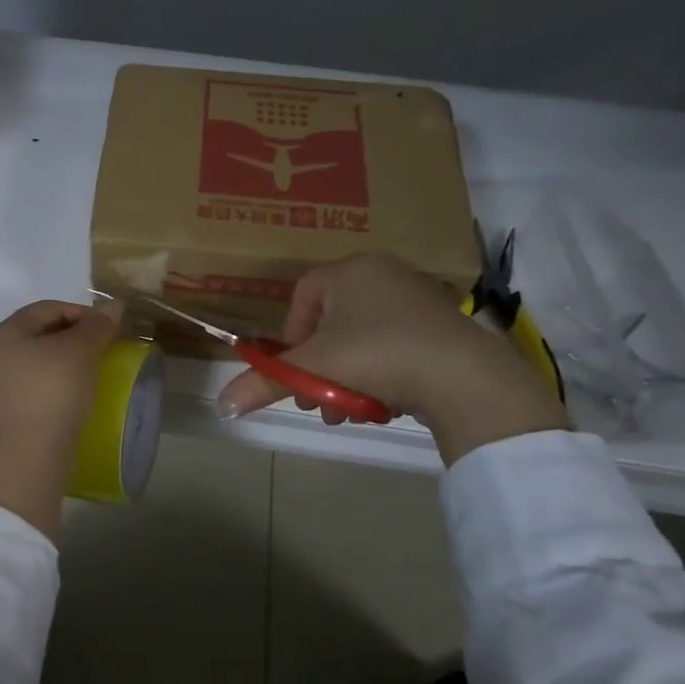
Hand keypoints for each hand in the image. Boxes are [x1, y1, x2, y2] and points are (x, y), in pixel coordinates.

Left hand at [0, 300, 119, 541]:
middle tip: (108, 349)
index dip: (83, 312)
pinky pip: (45, 388)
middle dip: (80, 338)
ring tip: (99, 373)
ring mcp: (6, 384)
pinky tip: (84, 397)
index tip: (111, 328)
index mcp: (10, 331)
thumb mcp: (80, 351)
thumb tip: (113, 305)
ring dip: (74, 364)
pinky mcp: (16, 411)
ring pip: (47, 362)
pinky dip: (66, 387)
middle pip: (47, 333)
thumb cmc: (51, 392)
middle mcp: (1, 353)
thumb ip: (97, 326)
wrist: (26, 457)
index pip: (50, 307)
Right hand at [216, 253, 568, 464]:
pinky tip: (383, 404)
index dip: (291, 337)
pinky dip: (381, 373)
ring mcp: (418, 297)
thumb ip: (264, 384)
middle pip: (332, 323)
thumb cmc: (376, 355)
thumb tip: (221, 407)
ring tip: (350, 412)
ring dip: (347, 377)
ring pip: (363, 339)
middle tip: (318, 403)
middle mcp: (383, 273)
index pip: (303, 295)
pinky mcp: (444, 324)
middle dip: (320, 367)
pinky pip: (395, 345)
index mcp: (349, 271)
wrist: (463, 375)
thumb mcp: (313, 370)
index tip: (296, 371)